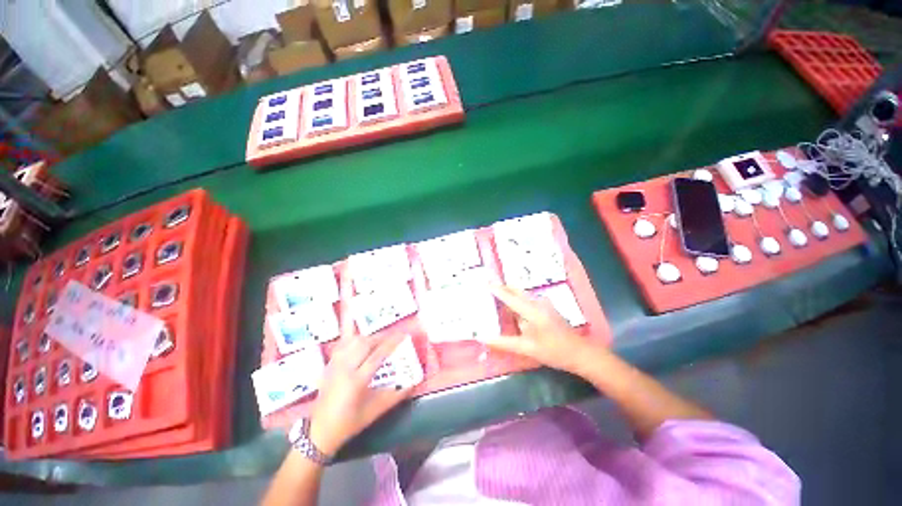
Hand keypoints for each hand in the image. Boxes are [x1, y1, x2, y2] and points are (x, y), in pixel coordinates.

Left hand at [308, 333, 412, 455]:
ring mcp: (335, 365)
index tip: (403, 335)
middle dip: (381, 337)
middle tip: (393, 336)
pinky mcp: (329, 365)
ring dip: (368, 336)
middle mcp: (344, 369)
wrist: (319, 432)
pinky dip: (351, 337)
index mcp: (356, 381)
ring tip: (378, 339)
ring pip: (352, 341)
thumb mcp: (374, 412)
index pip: (377, 355)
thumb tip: (412, 384)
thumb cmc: (349, 423)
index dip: (392, 342)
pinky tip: (357, 335)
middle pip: (364, 343)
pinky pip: (341, 344)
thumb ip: (395, 396)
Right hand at [480, 284, 593, 373]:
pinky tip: (512, 307)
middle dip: (503, 287)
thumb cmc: (553, 351)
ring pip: (522, 294)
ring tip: (496, 294)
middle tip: (488, 285)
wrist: (580, 353)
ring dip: (510, 293)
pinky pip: (528, 299)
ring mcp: (544, 304)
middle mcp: (538, 302)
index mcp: (532, 311)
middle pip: (516, 290)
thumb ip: (504, 343)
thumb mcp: (527, 349)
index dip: (496, 290)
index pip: (510, 297)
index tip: (485, 283)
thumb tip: (483, 338)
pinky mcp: (547, 308)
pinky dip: (517, 299)